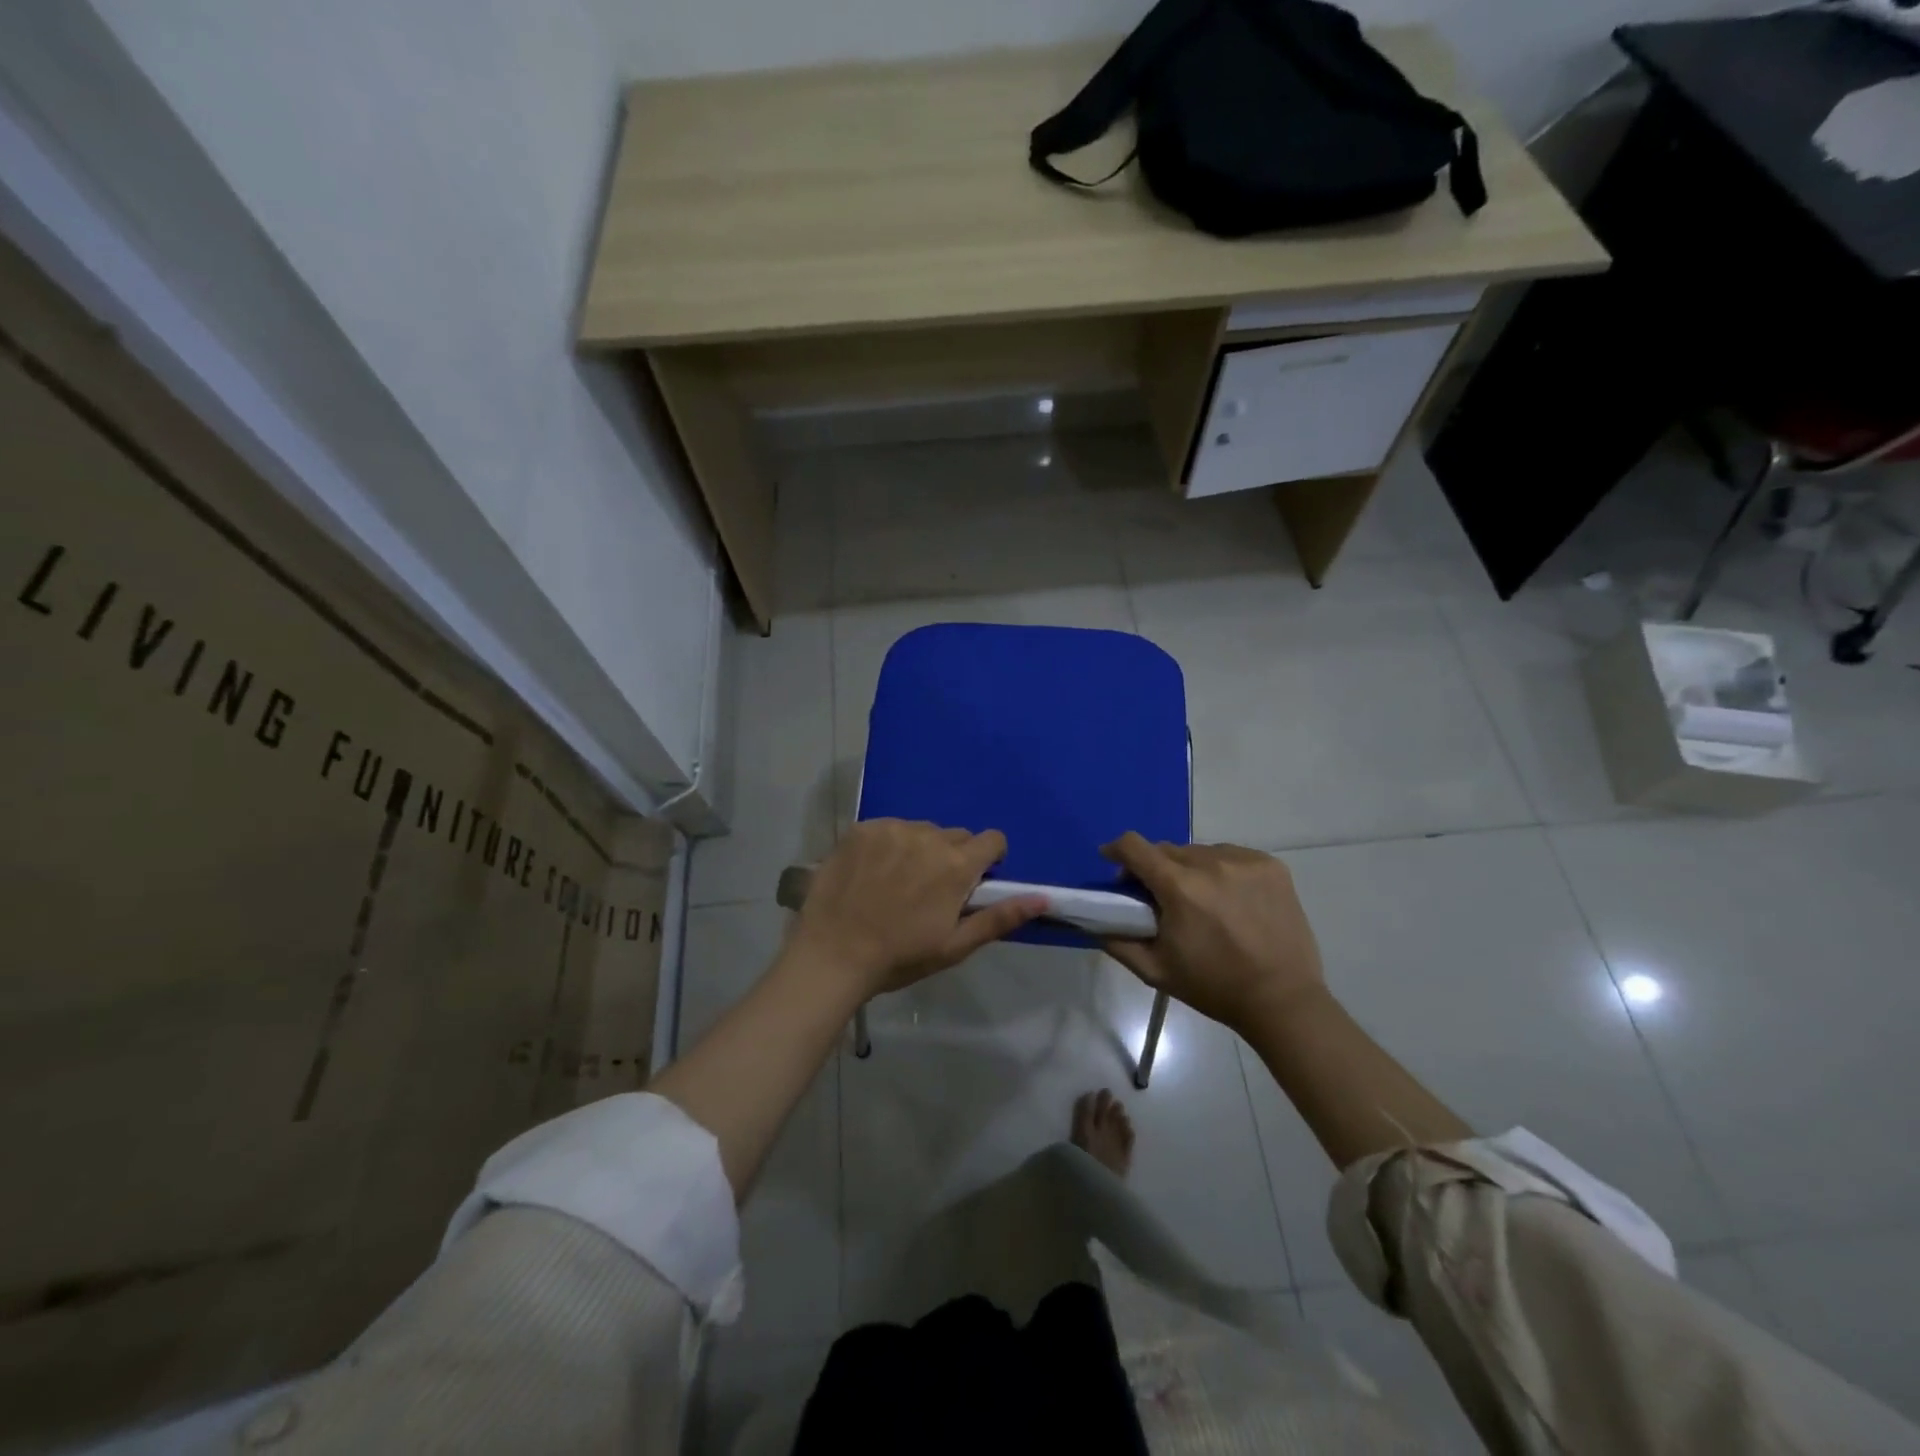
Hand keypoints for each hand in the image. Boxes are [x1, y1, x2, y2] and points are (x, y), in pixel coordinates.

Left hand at [787, 820, 1046, 1000]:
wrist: (832, 954)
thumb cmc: (899, 956)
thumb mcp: (955, 945)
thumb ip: (1000, 917)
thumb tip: (1044, 897)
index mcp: (957, 864)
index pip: (993, 840)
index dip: (988, 860)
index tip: (970, 884)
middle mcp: (929, 836)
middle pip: (956, 836)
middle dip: (952, 857)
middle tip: (929, 891)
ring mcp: (892, 829)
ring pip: (921, 831)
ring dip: (918, 849)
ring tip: (895, 883)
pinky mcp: (862, 828)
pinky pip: (888, 829)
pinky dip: (887, 846)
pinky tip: (871, 874)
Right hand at [1099, 833, 1326, 1034]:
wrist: (1282, 1000)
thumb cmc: (1213, 986)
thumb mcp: (1155, 970)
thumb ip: (1118, 942)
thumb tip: (1093, 921)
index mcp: (1179, 887)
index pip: (1134, 846)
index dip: (1117, 850)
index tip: (1113, 862)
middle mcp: (1211, 863)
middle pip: (1167, 850)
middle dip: (1156, 868)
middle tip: (1161, 897)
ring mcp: (1245, 861)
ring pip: (1200, 852)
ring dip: (1190, 868)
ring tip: (1201, 899)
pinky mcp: (1271, 866)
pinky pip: (1231, 856)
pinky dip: (1222, 870)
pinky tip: (1230, 898)